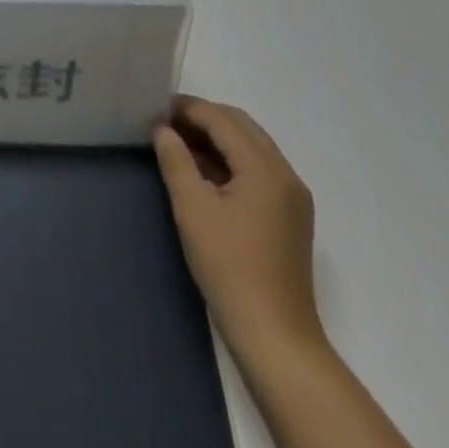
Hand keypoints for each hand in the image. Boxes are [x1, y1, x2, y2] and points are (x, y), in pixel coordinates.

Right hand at [153, 96, 324, 363]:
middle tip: (166, 123)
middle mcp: (286, 175)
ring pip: (251, 146)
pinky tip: (204, 172)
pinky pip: (258, 169)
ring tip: (180, 144)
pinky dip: (231, 160)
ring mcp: (292, 197)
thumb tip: (163, 129)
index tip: (155, 109)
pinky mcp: (290, 217)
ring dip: (217, 138)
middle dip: (203, 118)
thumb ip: (175, 160)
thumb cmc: (229, 269)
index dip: (188, 109)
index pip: (222, 120)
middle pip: (241, 126)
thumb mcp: (192, 209)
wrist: (275, 338)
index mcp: (266, 169)